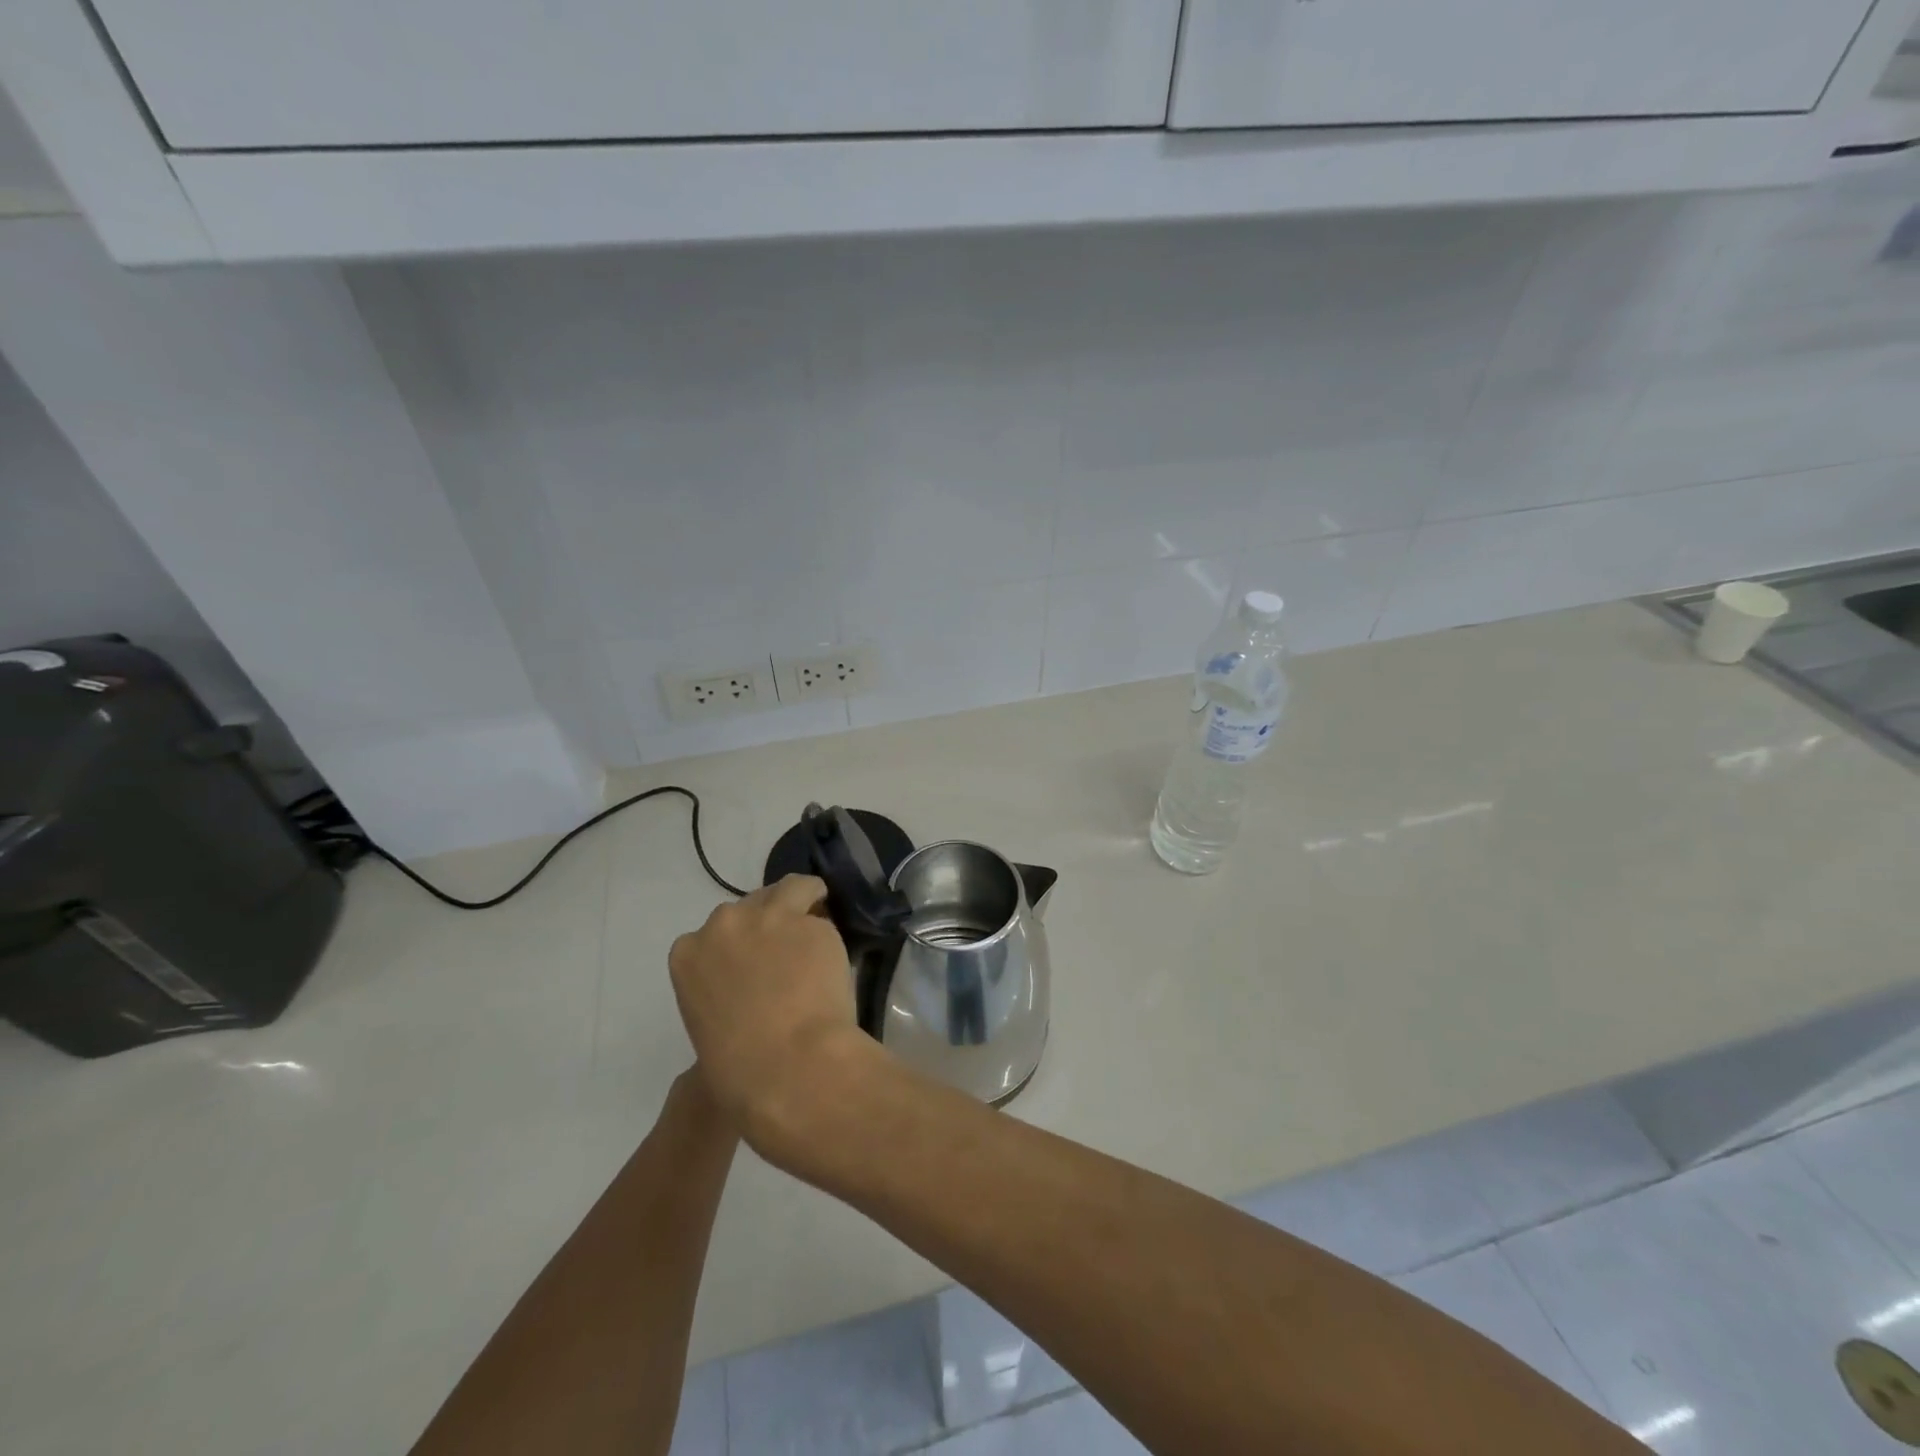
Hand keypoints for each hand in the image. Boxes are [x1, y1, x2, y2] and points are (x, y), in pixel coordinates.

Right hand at [668, 875, 870, 1137]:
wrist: (789, 1065)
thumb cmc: (739, 1070)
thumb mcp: (708, 1030)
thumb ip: (721, 998)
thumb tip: (747, 1000)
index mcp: (688, 955)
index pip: (712, 935)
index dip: (736, 946)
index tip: (752, 963)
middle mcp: (724, 924)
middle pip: (748, 908)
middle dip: (765, 923)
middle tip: (786, 950)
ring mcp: (769, 917)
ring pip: (788, 889)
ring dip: (800, 901)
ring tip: (817, 920)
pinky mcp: (810, 920)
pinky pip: (820, 910)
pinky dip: (827, 922)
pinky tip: (836, 945)